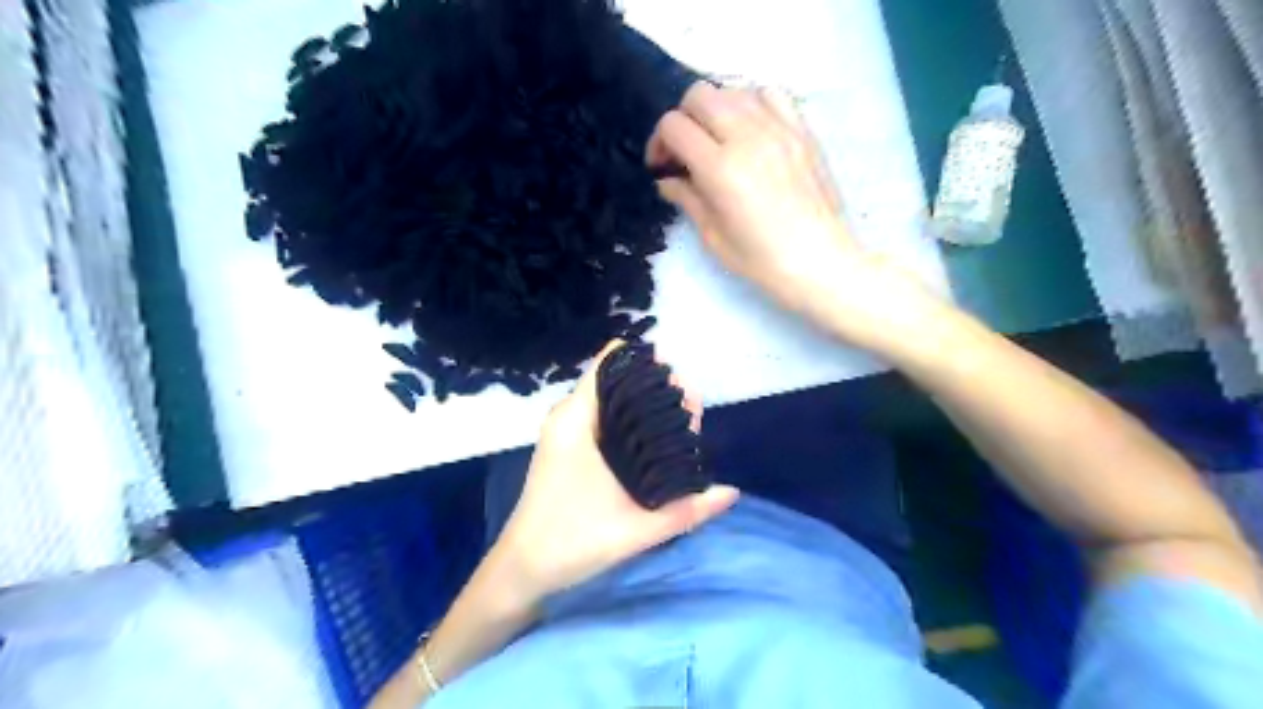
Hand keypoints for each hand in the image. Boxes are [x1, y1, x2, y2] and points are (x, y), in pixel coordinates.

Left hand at [488, 339, 736, 599]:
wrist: (523, 569)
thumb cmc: (572, 542)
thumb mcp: (637, 529)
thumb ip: (687, 511)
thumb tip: (732, 491)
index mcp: (577, 421)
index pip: (611, 364)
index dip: (650, 367)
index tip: (683, 387)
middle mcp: (569, 416)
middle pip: (618, 380)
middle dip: (658, 389)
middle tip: (695, 413)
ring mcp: (566, 430)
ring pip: (612, 400)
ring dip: (646, 406)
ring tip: (684, 425)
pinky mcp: (567, 446)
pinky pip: (604, 416)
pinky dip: (631, 419)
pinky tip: (657, 439)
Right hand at [644, 80, 930, 346]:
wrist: (820, 260)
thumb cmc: (762, 259)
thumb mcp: (713, 237)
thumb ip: (687, 199)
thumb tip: (668, 180)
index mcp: (719, 168)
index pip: (674, 125)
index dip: (659, 142)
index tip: (663, 166)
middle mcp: (746, 136)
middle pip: (698, 94)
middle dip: (683, 119)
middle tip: (686, 150)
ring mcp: (778, 128)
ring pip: (733, 89)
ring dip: (715, 109)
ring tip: (719, 140)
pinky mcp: (802, 129)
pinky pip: (770, 93)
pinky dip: (752, 103)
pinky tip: (752, 129)